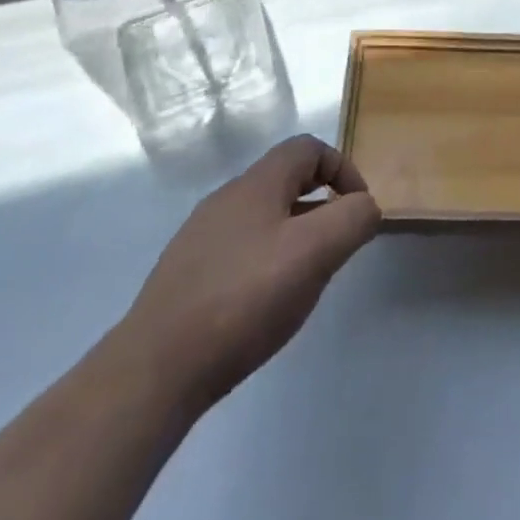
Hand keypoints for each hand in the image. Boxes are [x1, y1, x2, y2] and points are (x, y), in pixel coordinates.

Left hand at [119, 135, 380, 407]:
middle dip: (320, 205)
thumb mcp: (315, 253)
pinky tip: (263, 305)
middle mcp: (227, 198)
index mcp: (257, 183)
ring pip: (263, 218)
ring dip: (294, 235)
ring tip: (304, 280)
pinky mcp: (185, 275)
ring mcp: (200, 237)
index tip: (358, 211)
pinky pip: (239, 250)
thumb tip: (365, 206)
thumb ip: (352, 219)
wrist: (154, 370)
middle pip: (285, 181)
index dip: (342, 169)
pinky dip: (264, 262)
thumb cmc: (244, 299)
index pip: (309, 148)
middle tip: (336, 247)